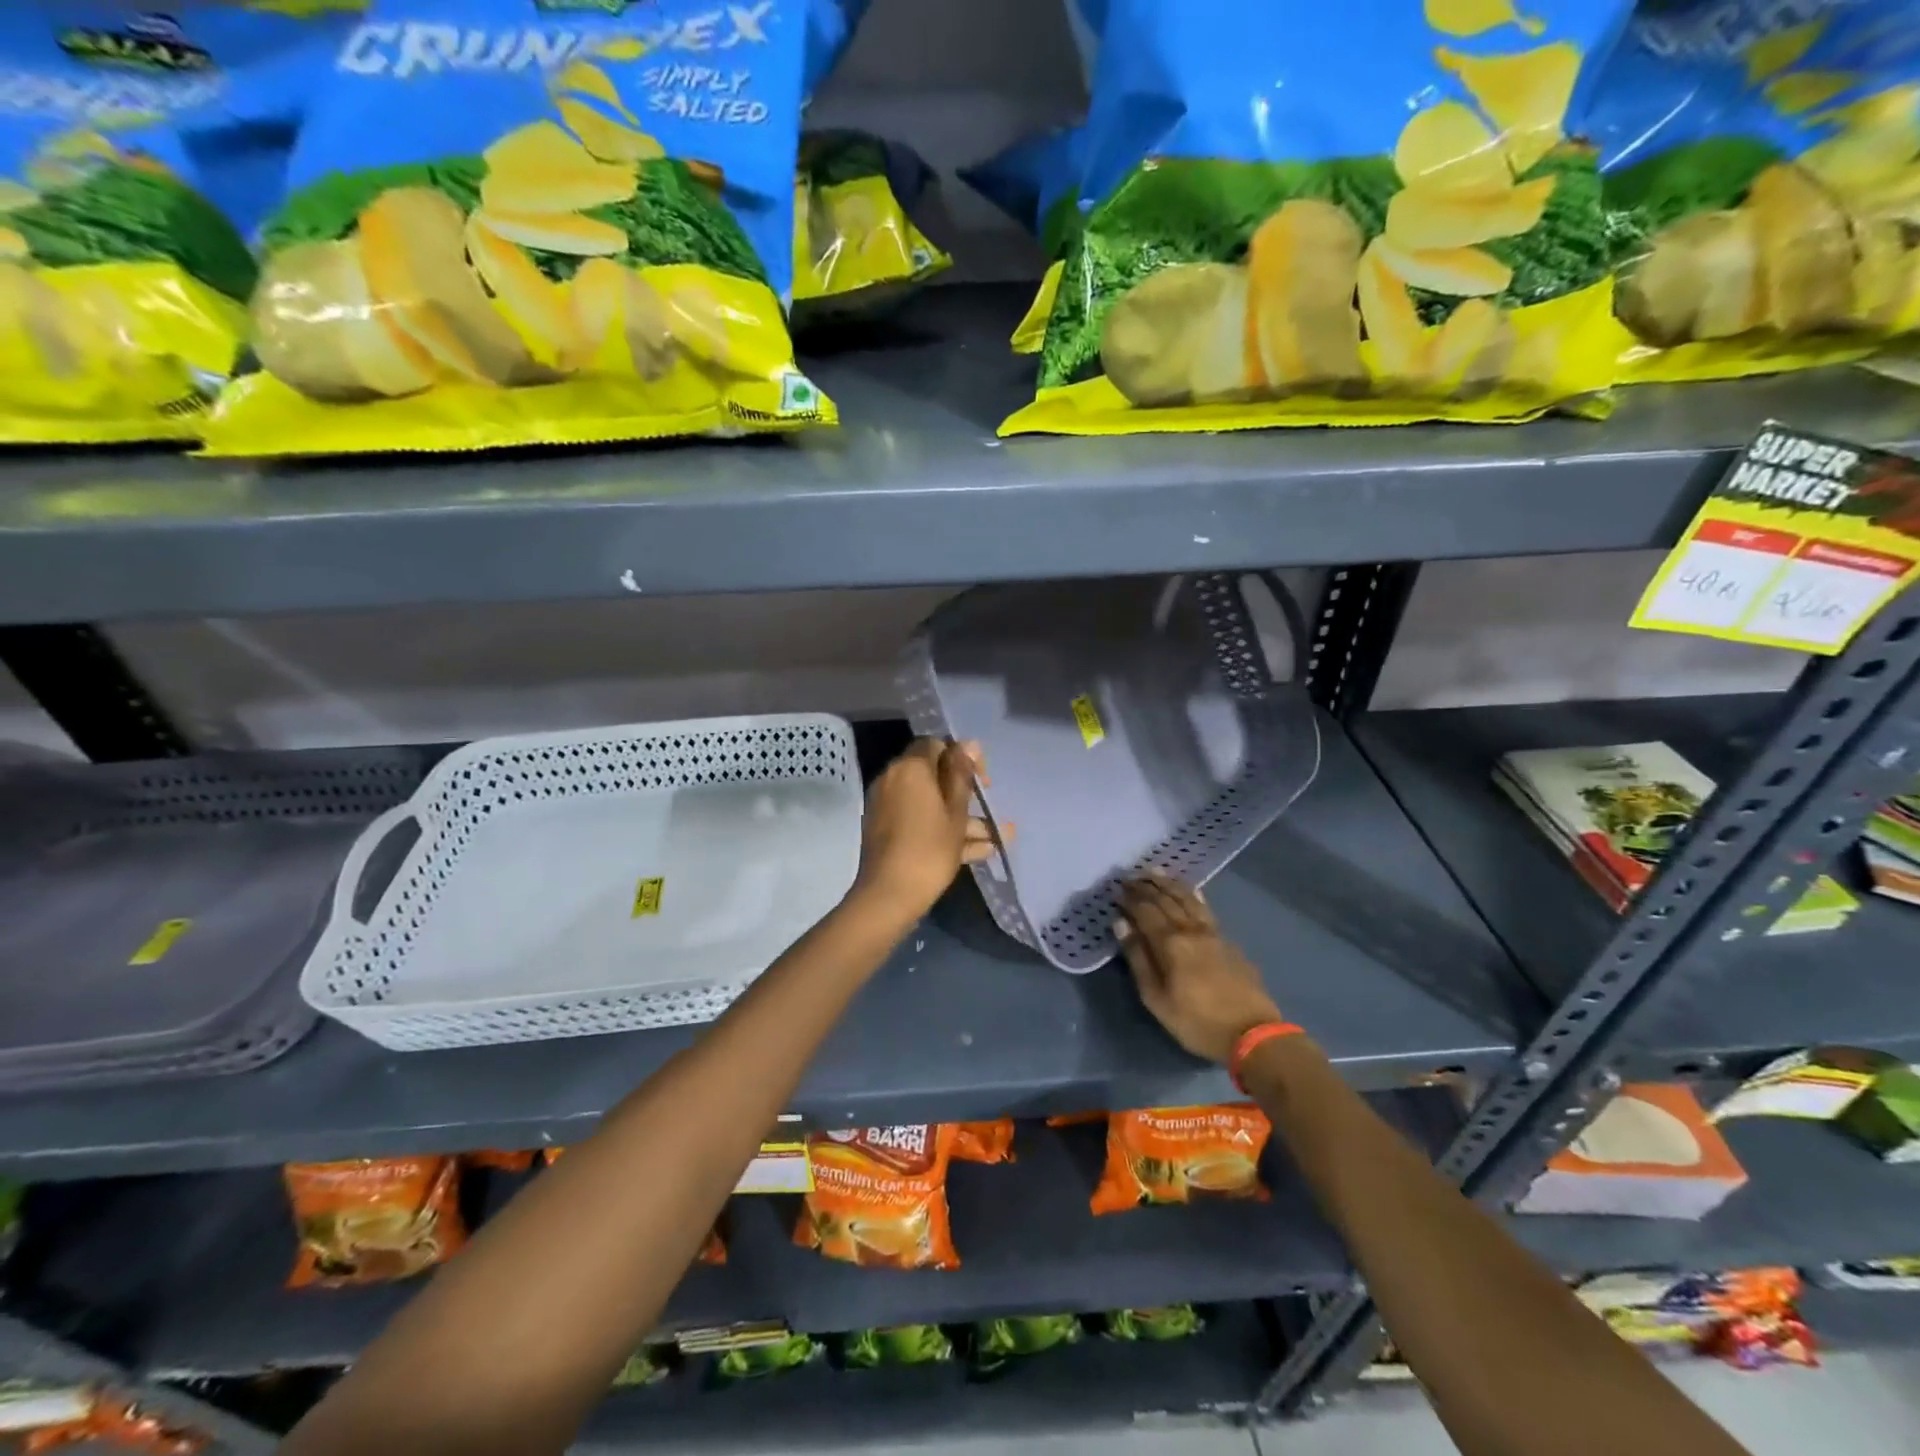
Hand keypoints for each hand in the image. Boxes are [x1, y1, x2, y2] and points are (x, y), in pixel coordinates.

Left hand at [851, 738, 993, 920]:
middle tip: (988, 810)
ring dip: (960, 818)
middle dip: (964, 794)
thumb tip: (968, 743)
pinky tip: (977, 852)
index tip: (982, 781)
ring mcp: (887, 806)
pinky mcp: (885, 830)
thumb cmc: (929, 849)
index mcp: (910, 768)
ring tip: (995, 840)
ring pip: (929, 803)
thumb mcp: (955, 812)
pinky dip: (942, 830)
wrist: (888, 895)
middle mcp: (893, 780)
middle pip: (933, 776)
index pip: (936, 745)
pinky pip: (918, 820)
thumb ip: (961, 775)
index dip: (962, 757)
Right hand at [1116, 872, 1283, 1063]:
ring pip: (1188, 899)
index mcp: (1170, 943)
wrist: (1253, 1033)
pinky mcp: (1228, 941)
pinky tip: (1191, 891)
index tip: (1115, 890)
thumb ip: (1138, 959)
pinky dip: (1193, 895)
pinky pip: (1206, 908)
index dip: (1129, 899)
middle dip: (1145, 886)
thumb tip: (1121, 924)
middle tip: (1130, 876)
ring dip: (1169, 884)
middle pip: (1165, 900)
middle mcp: (1190, 929)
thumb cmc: (1197, 1022)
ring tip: (1155, 871)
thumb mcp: (1157, 999)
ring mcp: (1213, 932)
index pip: (1144, 911)